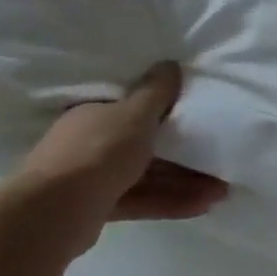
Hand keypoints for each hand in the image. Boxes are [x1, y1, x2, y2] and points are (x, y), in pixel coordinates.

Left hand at [11, 63, 227, 249]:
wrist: (53, 212)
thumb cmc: (97, 151)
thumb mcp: (134, 113)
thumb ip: (156, 92)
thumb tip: (169, 64)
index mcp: (95, 116)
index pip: (134, 109)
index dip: (169, 112)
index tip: (200, 117)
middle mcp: (91, 144)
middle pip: (146, 145)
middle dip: (186, 154)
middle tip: (219, 156)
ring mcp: (94, 178)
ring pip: (149, 175)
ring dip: (185, 182)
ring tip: (222, 190)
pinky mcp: (100, 208)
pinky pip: (143, 200)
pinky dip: (171, 201)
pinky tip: (203, 206)